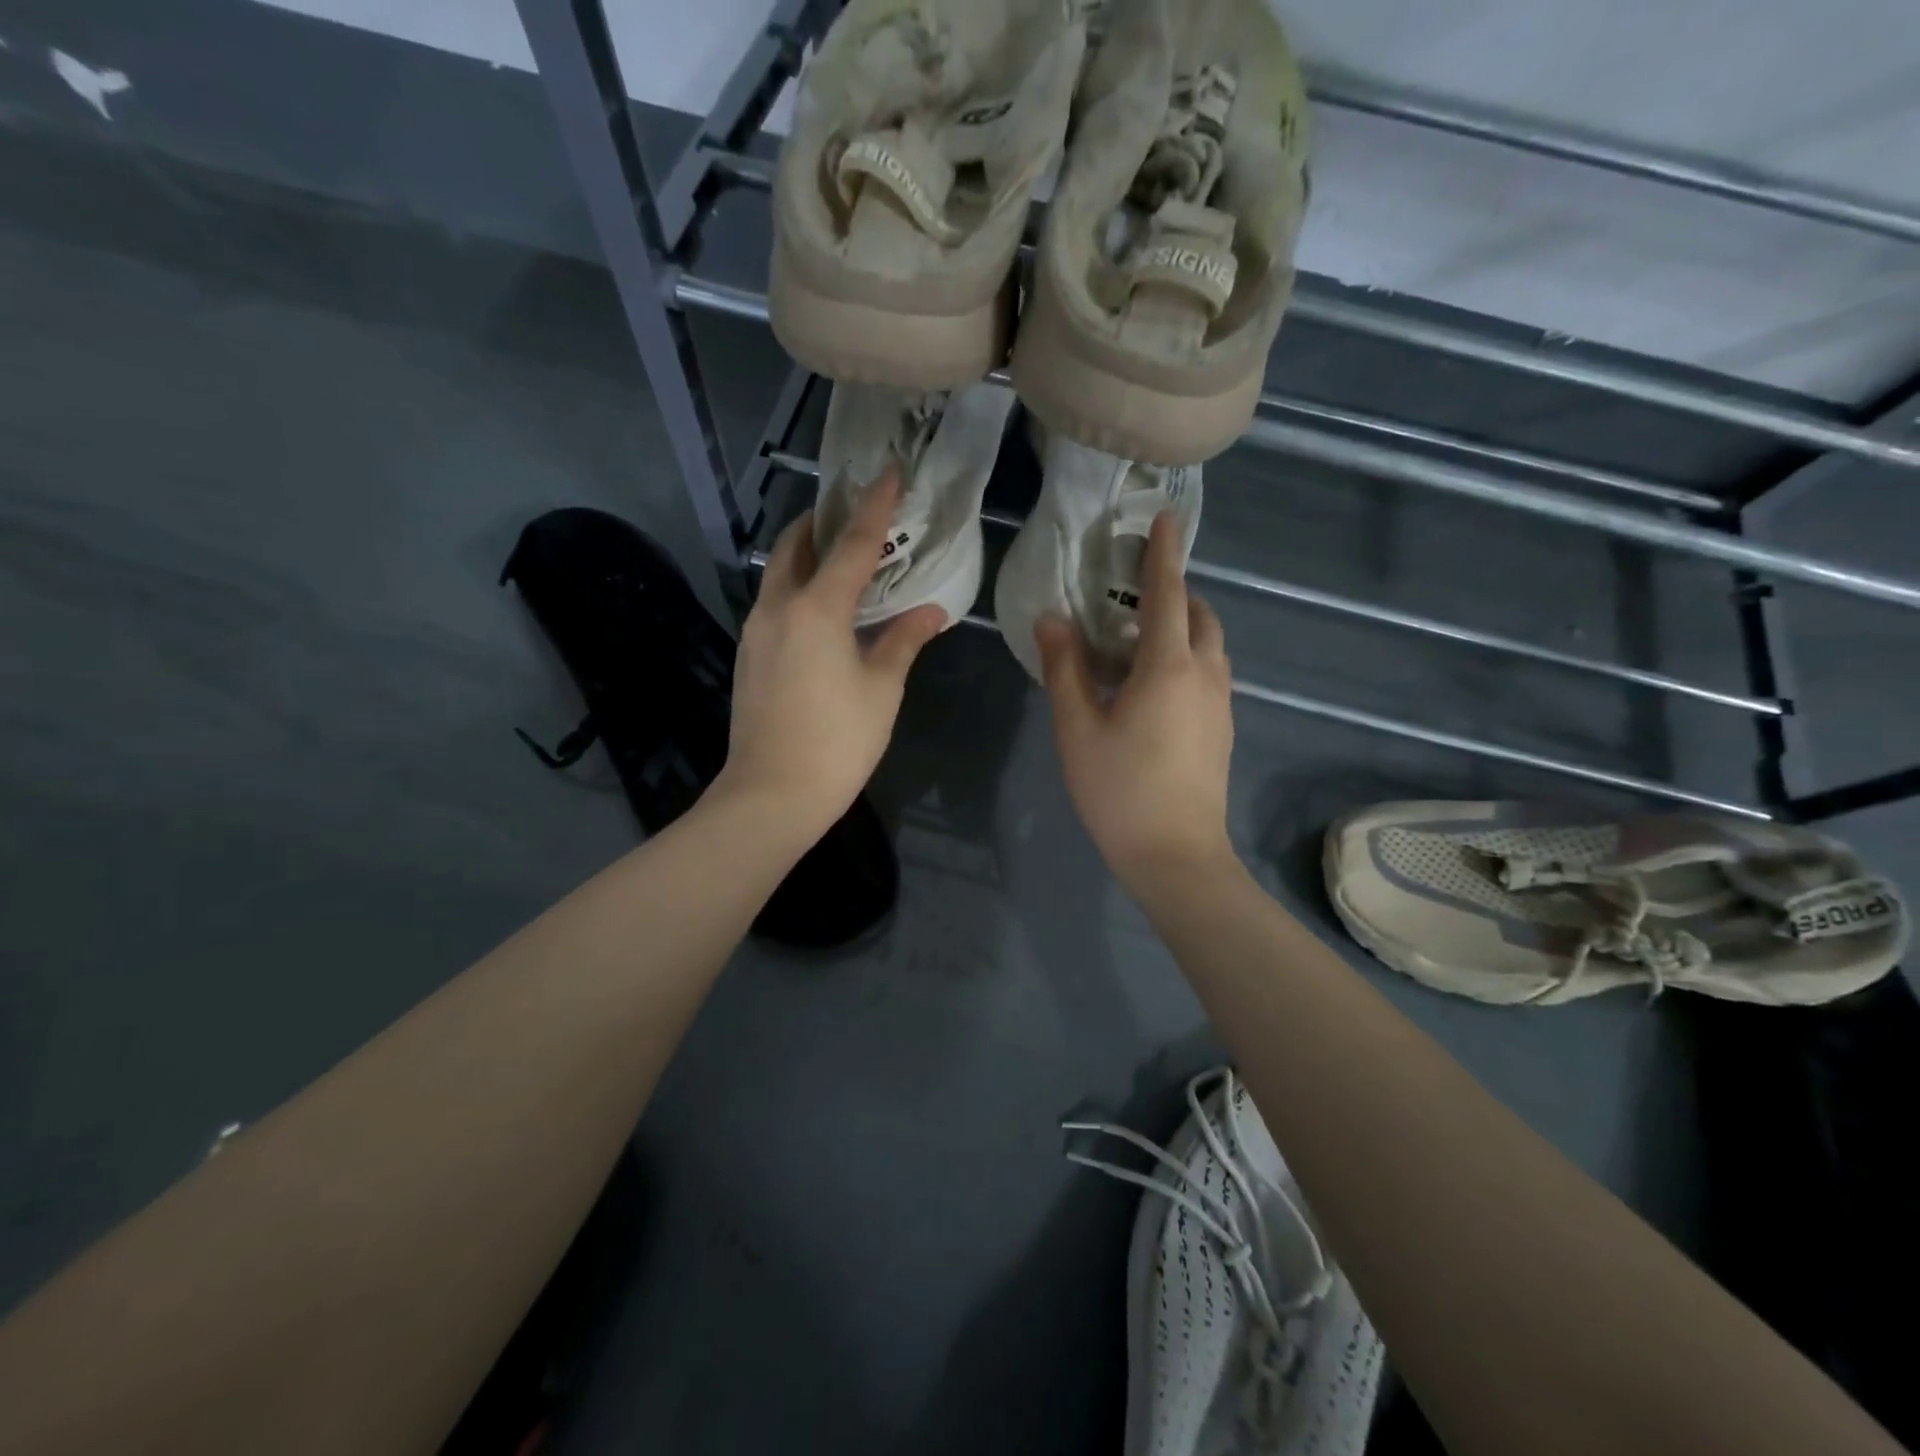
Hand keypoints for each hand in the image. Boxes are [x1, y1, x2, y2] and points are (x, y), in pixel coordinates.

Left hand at [717, 468, 946, 840]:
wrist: (770, 795)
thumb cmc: (837, 741)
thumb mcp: (882, 689)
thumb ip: (904, 640)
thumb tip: (931, 611)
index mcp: (816, 608)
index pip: (853, 543)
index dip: (875, 506)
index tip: (888, 472)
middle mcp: (778, 607)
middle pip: (797, 545)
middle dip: (825, 521)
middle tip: (858, 514)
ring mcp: (755, 631)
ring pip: (780, 573)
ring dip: (809, 555)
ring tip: (844, 558)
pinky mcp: (748, 655)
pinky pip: (774, 602)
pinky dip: (798, 588)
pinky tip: (824, 609)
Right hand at [1036, 511, 1235, 888]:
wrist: (1176, 855)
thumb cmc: (1119, 789)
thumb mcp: (1078, 728)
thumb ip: (1064, 669)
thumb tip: (1051, 620)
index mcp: (1169, 667)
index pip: (1168, 594)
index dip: (1164, 554)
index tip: (1167, 518)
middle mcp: (1206, 675)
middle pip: (1200, 616)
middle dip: (1176, 593)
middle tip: (1135, 596)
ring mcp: (1221, 704)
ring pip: (1210, 647)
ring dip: (1183, 628)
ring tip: (1139, 641)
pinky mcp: (1223, 730)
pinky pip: (1209, 674)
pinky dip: (1188, 659)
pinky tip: (1152, 687)